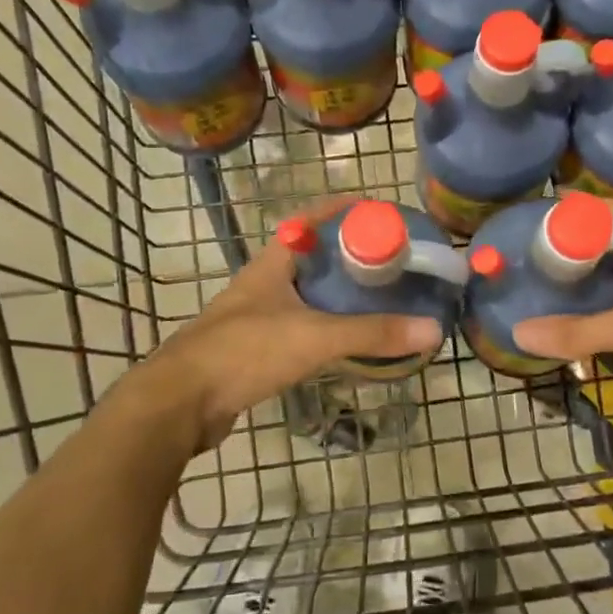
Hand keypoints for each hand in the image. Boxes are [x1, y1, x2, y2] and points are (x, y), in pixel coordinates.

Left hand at [124, 198, 442, 452]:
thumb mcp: (314, 337)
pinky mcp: (255, 349)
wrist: (180, 403)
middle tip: (392, 261)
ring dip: (338, 293)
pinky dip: (326, 326)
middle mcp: (264, 282)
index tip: (381, 211)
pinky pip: (300, 326)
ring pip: (306, 293)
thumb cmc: (244, 352)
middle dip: (350, 254)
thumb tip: (433, 329)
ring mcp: (256, 316)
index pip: (312, 219)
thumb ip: (372, 333)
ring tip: (379, 297)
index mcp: (274, 262)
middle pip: (313, 256)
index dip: (344, 210)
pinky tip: (347, 340)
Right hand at [512, 238, 612, 429]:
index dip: (577, 218)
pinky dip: (610, 328)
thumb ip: (579, 332)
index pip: (611, 221)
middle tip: (533, 269)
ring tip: (550, 300)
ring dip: (594, 297)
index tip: (538, 225)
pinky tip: (586, 337)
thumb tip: (519, 332)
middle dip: (578, 262)